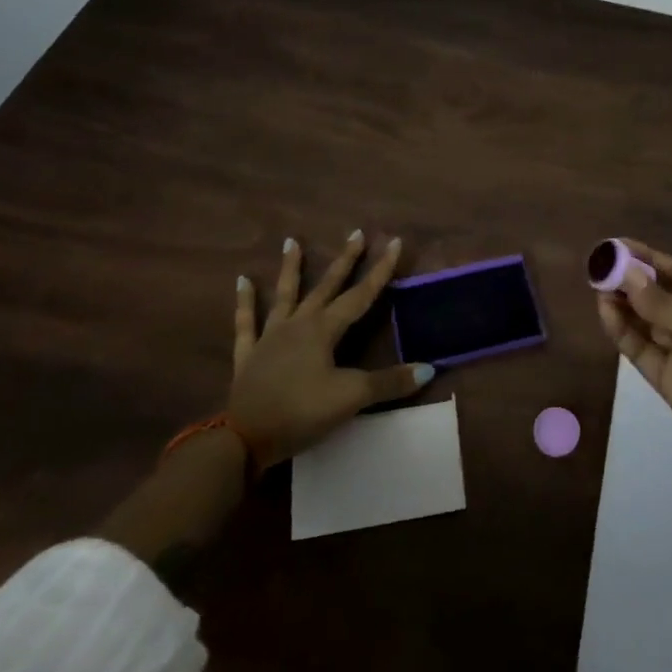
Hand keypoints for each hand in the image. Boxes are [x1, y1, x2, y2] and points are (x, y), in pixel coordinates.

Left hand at [225, 230, 434, 469]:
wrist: (244, 438)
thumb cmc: (301, 412)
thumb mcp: (351, 398)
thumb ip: (389, 382)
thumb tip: (429, 369)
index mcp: (324, 329)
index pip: (360, 295)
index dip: (380, 270)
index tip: (394, 242)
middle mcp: (298, 324)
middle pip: (326, 286)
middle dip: (344, 260)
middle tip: (356, 232)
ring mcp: (270, 337)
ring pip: (284, 295)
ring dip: (291, 268)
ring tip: (292, 241)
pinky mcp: (249, 355)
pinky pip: (246, 322)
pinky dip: (244, 301)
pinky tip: (242, 280)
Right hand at [596, 238, 671, 490]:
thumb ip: (666, 304)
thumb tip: (627, 275)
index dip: (645, 258)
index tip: (615, 245)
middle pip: (655, 296)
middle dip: (627, 281)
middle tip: (596, 267)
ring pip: (643, 321)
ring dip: (621, 304)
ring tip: (596, 287)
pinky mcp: (667, 380)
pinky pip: (639, 350)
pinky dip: (622, 332)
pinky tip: (606, 313)